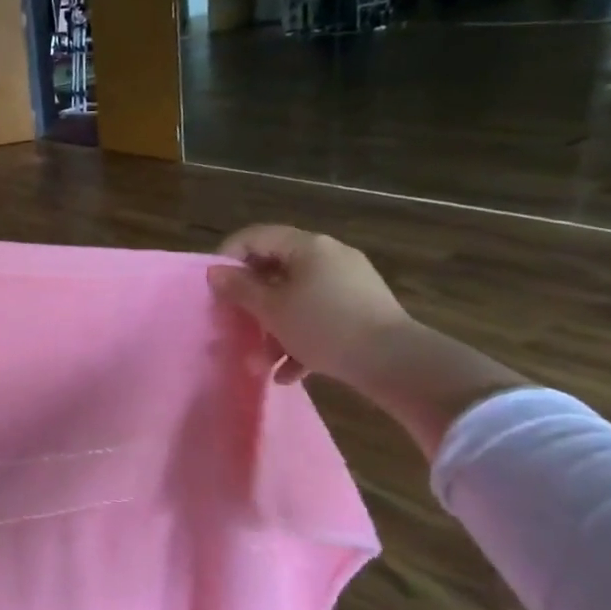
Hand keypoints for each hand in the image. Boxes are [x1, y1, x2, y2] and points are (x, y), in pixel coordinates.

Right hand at [206, 224, 413, 385]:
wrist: (395, 362)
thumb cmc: (324, 327)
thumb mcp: (272, 310)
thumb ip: (239, 289)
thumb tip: (215, 271)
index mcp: (307, 246)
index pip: (255, 236)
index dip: (228, 257)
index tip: (214, 287)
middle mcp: (329, 256)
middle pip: (276, 269)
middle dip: (253, 301)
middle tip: (236, 323)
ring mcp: (350, 282)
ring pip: (297, 297)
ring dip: (275, 327)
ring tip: (262, 361)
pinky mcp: (363, 309)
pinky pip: (320, 315)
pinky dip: (302, 338)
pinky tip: (290, 373)